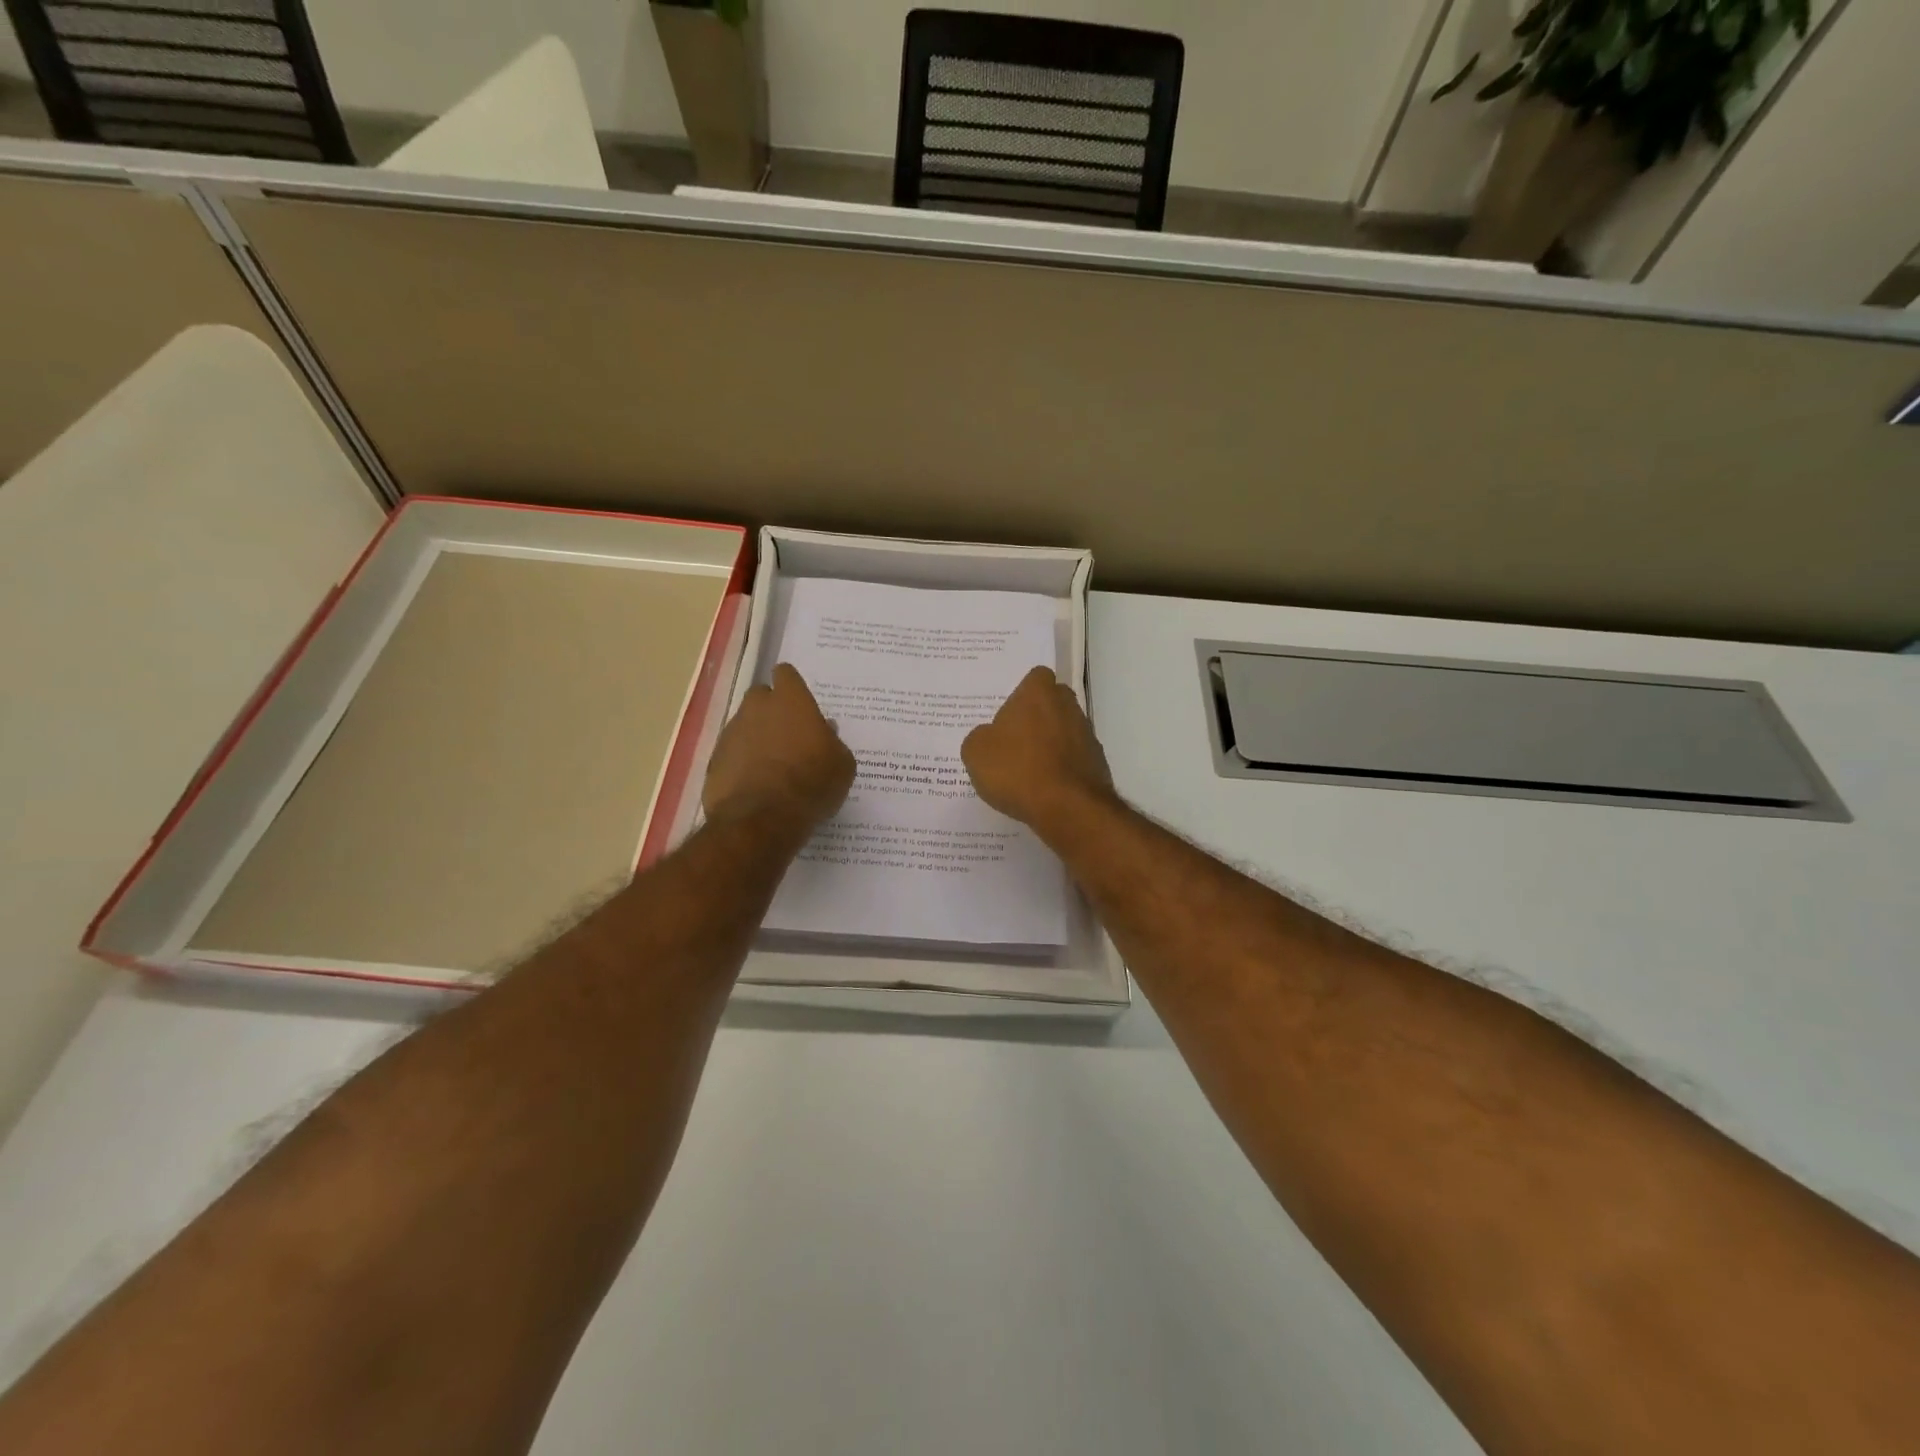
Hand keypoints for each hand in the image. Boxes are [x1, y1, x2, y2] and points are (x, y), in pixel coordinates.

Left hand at [704, 664, 855, 829]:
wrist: (761, 819)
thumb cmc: (811, 784)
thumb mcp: (842, 766)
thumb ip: (833, 742)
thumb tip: (825, 731)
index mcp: (791, 701)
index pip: (786, 674)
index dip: (793, 687)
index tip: (801, 704)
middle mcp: (757, 708)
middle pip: (761, 696)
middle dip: (772, 710)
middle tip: (789, 736)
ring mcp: (731, 733)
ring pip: (745, 725)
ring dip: (757, 738)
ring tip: (773, 767)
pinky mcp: (715, 760)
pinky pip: (732, 753)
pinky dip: (742, 763)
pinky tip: (755, 785)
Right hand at [961, 667, 1115, 833]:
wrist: (1067, 807)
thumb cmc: (1016, 769)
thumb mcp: (976, 752)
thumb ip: (980, 737)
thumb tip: (990, 738)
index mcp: (1039, 692)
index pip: (1035, 678)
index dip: (1022, 696)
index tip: (1009, 717)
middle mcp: (1068, 706)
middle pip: (1053, 703)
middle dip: (1038, 718)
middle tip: (1014, 742)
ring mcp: (1087, 735)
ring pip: (1065, 731)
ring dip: (1050, 745)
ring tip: (1027, 773)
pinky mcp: (1098, 763)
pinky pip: (1074, 759)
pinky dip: (1062, 769)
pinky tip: (1045, 790)